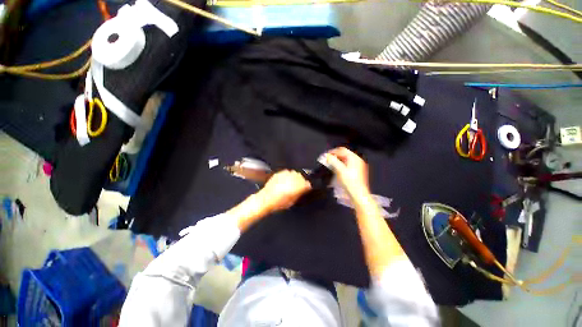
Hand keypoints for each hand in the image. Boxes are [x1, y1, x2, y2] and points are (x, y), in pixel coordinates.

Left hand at [257, 170, 311, 213]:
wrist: (266, 199)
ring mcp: (286, 174)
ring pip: (294, 173)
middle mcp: (293, 178)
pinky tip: (285, 181)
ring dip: (294, 177)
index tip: (306, 189)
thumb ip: (299, 194)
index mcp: (298, 186)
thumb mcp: (293, 201)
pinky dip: (287, 176)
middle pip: (301, 177)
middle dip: (301, 181)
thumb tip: (303, 190)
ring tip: (291, 183)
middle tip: (298, 186)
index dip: (307, 187)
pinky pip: (287, 172)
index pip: (307, 183)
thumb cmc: (279, 203)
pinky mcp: (280, 173)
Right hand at [324, 147, 369, 199]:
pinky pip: (348, 164)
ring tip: (331, 165)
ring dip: (338, 161)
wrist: (358, 194)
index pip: (342, 150)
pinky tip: (338, 170)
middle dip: (335, 156)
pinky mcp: (358, 172)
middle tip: (328, 161)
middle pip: (344, 154)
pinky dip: (342, 165)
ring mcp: (359, 166)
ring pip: (346, 160)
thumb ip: (332, 161)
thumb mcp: (339, 170)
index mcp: (354, 158)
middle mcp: (358, 160)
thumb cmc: (349, 181)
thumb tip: (326, 155)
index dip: (333, 152)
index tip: (326, 156)